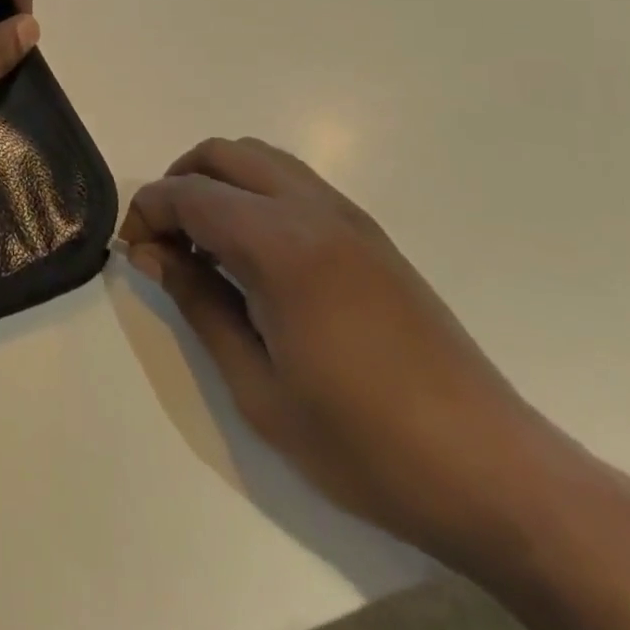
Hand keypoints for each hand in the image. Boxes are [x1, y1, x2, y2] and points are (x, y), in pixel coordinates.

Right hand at [122, 140, 629, 629]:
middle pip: (223, 154)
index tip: (132, 249)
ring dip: (219, 182)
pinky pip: (294, 183)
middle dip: (179, 182)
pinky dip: (255, 194)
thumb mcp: (259, 388)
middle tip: (164, 240)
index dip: (148, 211)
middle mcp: (314, 210)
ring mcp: (349, 217)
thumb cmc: (366, 443)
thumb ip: (199, 304)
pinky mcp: (371, 235)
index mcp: (282, 244)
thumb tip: (152, 254)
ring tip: (206, 245)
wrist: (497, 475)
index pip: (191, 194)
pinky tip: (255, 255)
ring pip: (262, 159)